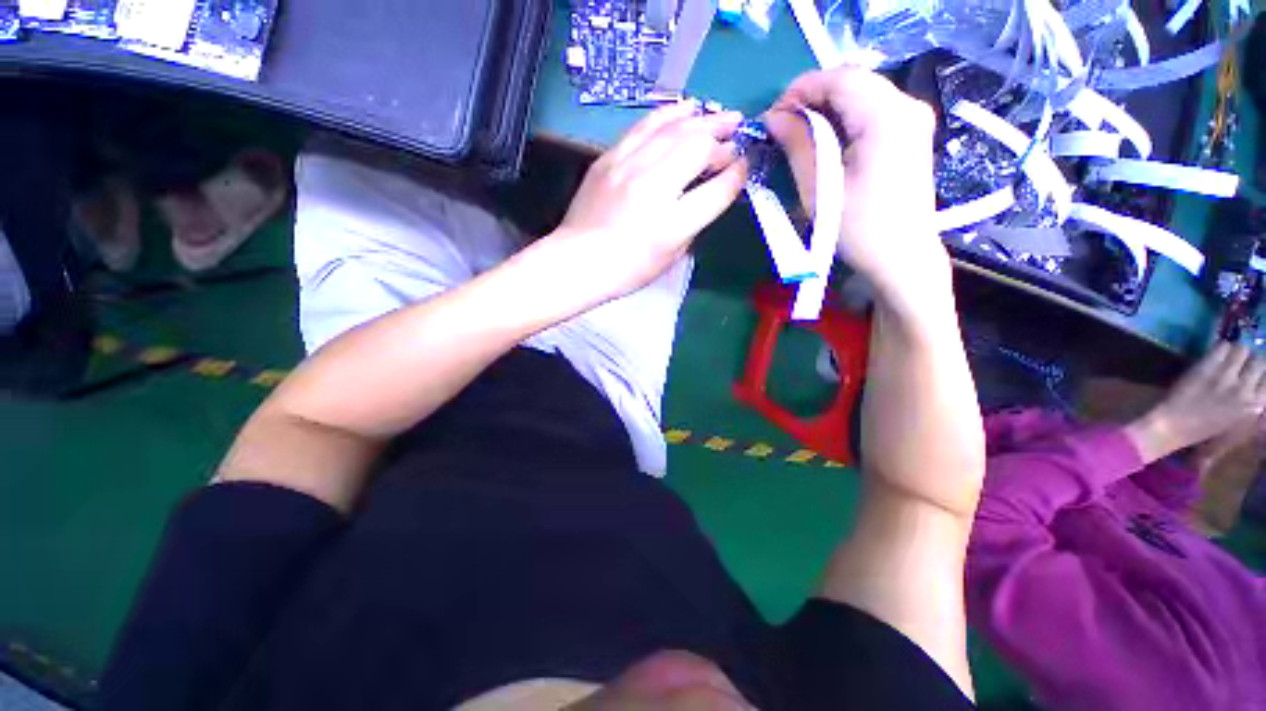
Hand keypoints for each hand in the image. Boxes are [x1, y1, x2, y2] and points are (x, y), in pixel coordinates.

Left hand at [546, 102, 747, 302]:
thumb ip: (694, 222)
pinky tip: (685, 109)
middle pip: (699, 148)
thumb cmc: (627, 269)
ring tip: (720, 115)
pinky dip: (670, 114)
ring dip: (703, 119)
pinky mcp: (610, 157)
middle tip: (738, 133)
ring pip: (674, 128)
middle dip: (724, 139)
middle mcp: (653, 189)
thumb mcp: (670, 257)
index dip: (737, 174)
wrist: (578, 259)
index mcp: (672, 225)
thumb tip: (709, 191)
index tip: (744, 166)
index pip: (717, 190)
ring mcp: (629, 167)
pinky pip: (645, 125)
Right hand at [764, 68, 947, 307]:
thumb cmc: (857, 228)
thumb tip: (773, 118)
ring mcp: (913, 118)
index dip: (800, 90)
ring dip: (825, 109)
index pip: (839, 79)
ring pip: (861, 95)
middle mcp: (907, 106)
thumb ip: (797, 145)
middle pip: (852, 82)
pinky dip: (843, 120)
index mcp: (887, 116)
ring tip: (798, 136)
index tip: (772, 117)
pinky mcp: (910, 133)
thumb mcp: (819, 188)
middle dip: (811, 98)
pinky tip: (825, 142)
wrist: (901, 257)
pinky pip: (871, 111)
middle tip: (782, 127)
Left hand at [1125, 343, 1265, 463]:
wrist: (1174, 426)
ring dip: (1235, 352)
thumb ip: (1252, 401)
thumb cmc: (1205, 428)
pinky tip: (1214, 356)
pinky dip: (1220, 348)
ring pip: (1242, 349)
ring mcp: (1226, 377)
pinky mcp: (1208, 368)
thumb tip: (1258, 382)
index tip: (1253, 371)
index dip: (1260, 371)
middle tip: (1240, 363)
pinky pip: (1222, 347)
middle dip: (1250, 359)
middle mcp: (1246, 389)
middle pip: (1259, 361)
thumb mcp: (1239, 419)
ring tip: (1227, 358)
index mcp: (1256, 406)